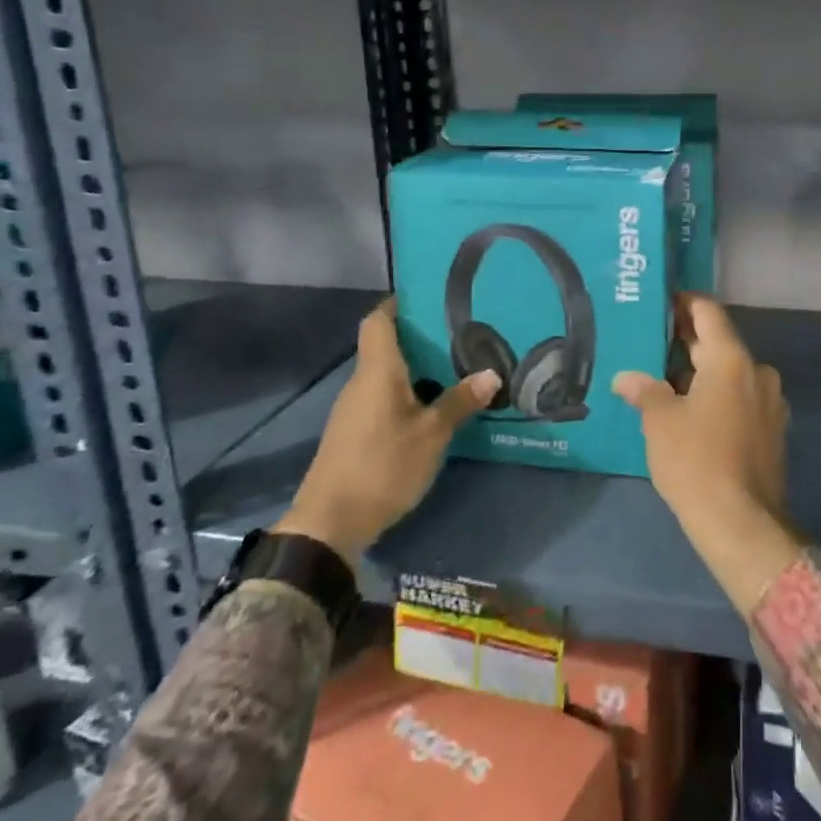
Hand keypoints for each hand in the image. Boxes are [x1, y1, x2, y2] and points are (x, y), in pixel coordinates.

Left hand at [275, 299, 498, 563]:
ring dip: (417, 366)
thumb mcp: (431, 435)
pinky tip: (435, 402)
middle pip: (386, 345)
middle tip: (462, 330)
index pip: (378, 320)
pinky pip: (384, 396)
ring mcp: (355, 408)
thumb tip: (492, 373)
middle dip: (421, 335)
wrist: (329, 525)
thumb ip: (460, 402)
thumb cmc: (382, 467)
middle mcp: (362, 382)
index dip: (399, 303)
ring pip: (387, 373)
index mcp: (377, 371)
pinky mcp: (355, 432)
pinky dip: (409, 391)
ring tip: (457, 363)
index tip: (430, 295)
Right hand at [614, 295, 801, 615]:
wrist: (742, 524)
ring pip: (731, 372)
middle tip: (651, 342)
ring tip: (664, 379)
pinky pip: (741, 397)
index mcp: (731, 359)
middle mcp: (757, 371)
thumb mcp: (660, 421)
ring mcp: (770, 401)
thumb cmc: (696, 461)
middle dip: (686, 341)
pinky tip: (691, 411)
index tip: (659, 303)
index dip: (683, 303)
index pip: (708, 312)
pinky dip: (718, 395)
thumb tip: (626, 378)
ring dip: (701, 371)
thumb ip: (644, 390)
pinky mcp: (773, 429)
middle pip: (719, 341)